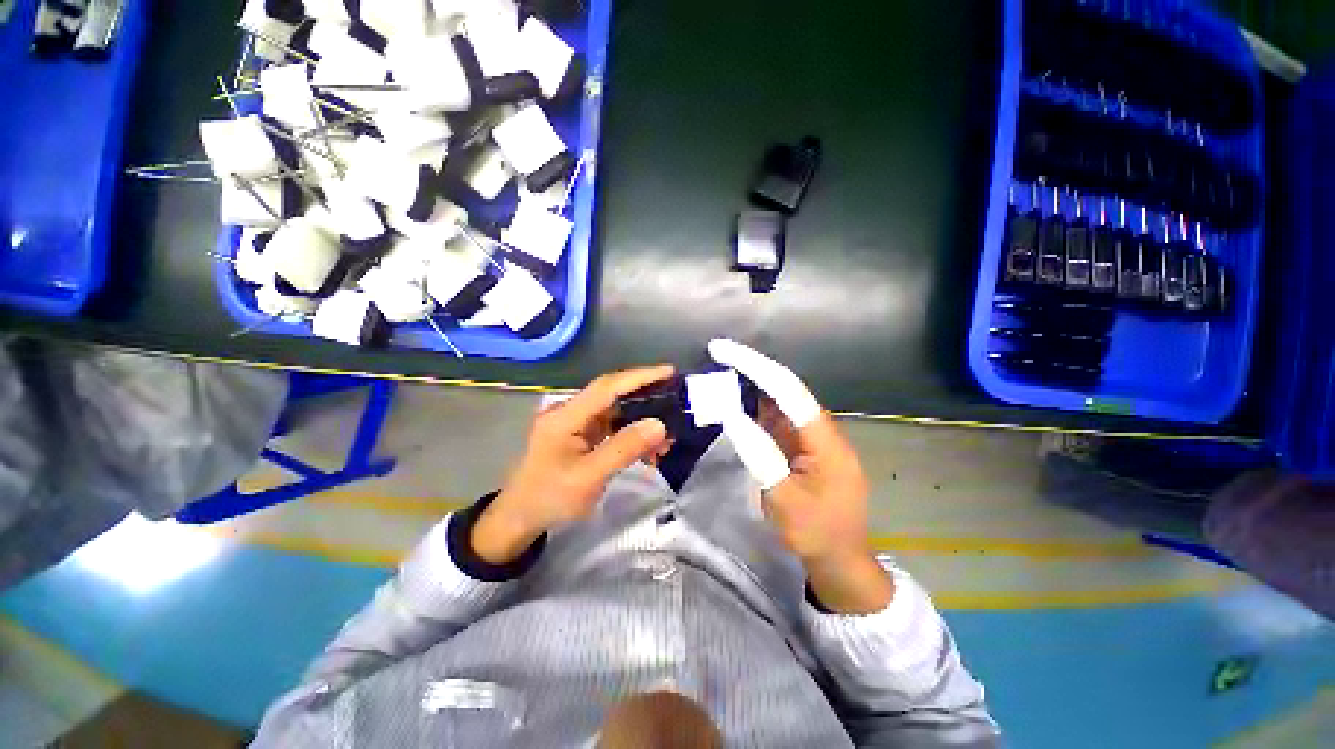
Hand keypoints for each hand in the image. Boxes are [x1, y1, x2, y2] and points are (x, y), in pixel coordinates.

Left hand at [472, 365, 675, 564]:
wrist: (520, 518)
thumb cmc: (550, 499)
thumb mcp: (588, 478)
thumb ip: (623, 449)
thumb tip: (658, 425)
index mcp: (565, 416)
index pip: (607, 387)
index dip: (639, 376)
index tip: (669, 372)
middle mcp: (570, 412)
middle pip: (614, 395)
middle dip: (647, 399)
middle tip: (676, 404)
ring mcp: (576, 423)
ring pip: (617, 412)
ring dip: (643, 421)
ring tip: (667, 438)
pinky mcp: (582, 435)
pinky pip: (613, 427)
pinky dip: (633, 435)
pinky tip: (649, 450)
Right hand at [710, 340, 892, 613]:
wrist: (839, 559)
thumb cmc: (816, 533)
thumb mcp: (785, 500)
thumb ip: (760, 455)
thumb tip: (733, 416)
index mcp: (824, 438)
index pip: (787, 388)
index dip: (755, 365)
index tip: (723, 350)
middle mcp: (819, 429)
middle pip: (784, 387)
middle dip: (750, 368)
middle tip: (716, 355)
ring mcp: (810, 437)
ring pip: (778, 400)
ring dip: (750, 385)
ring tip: (719, 372)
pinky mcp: (800, 446)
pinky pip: (775, 418)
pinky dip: (753, 406)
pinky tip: (734, 401)